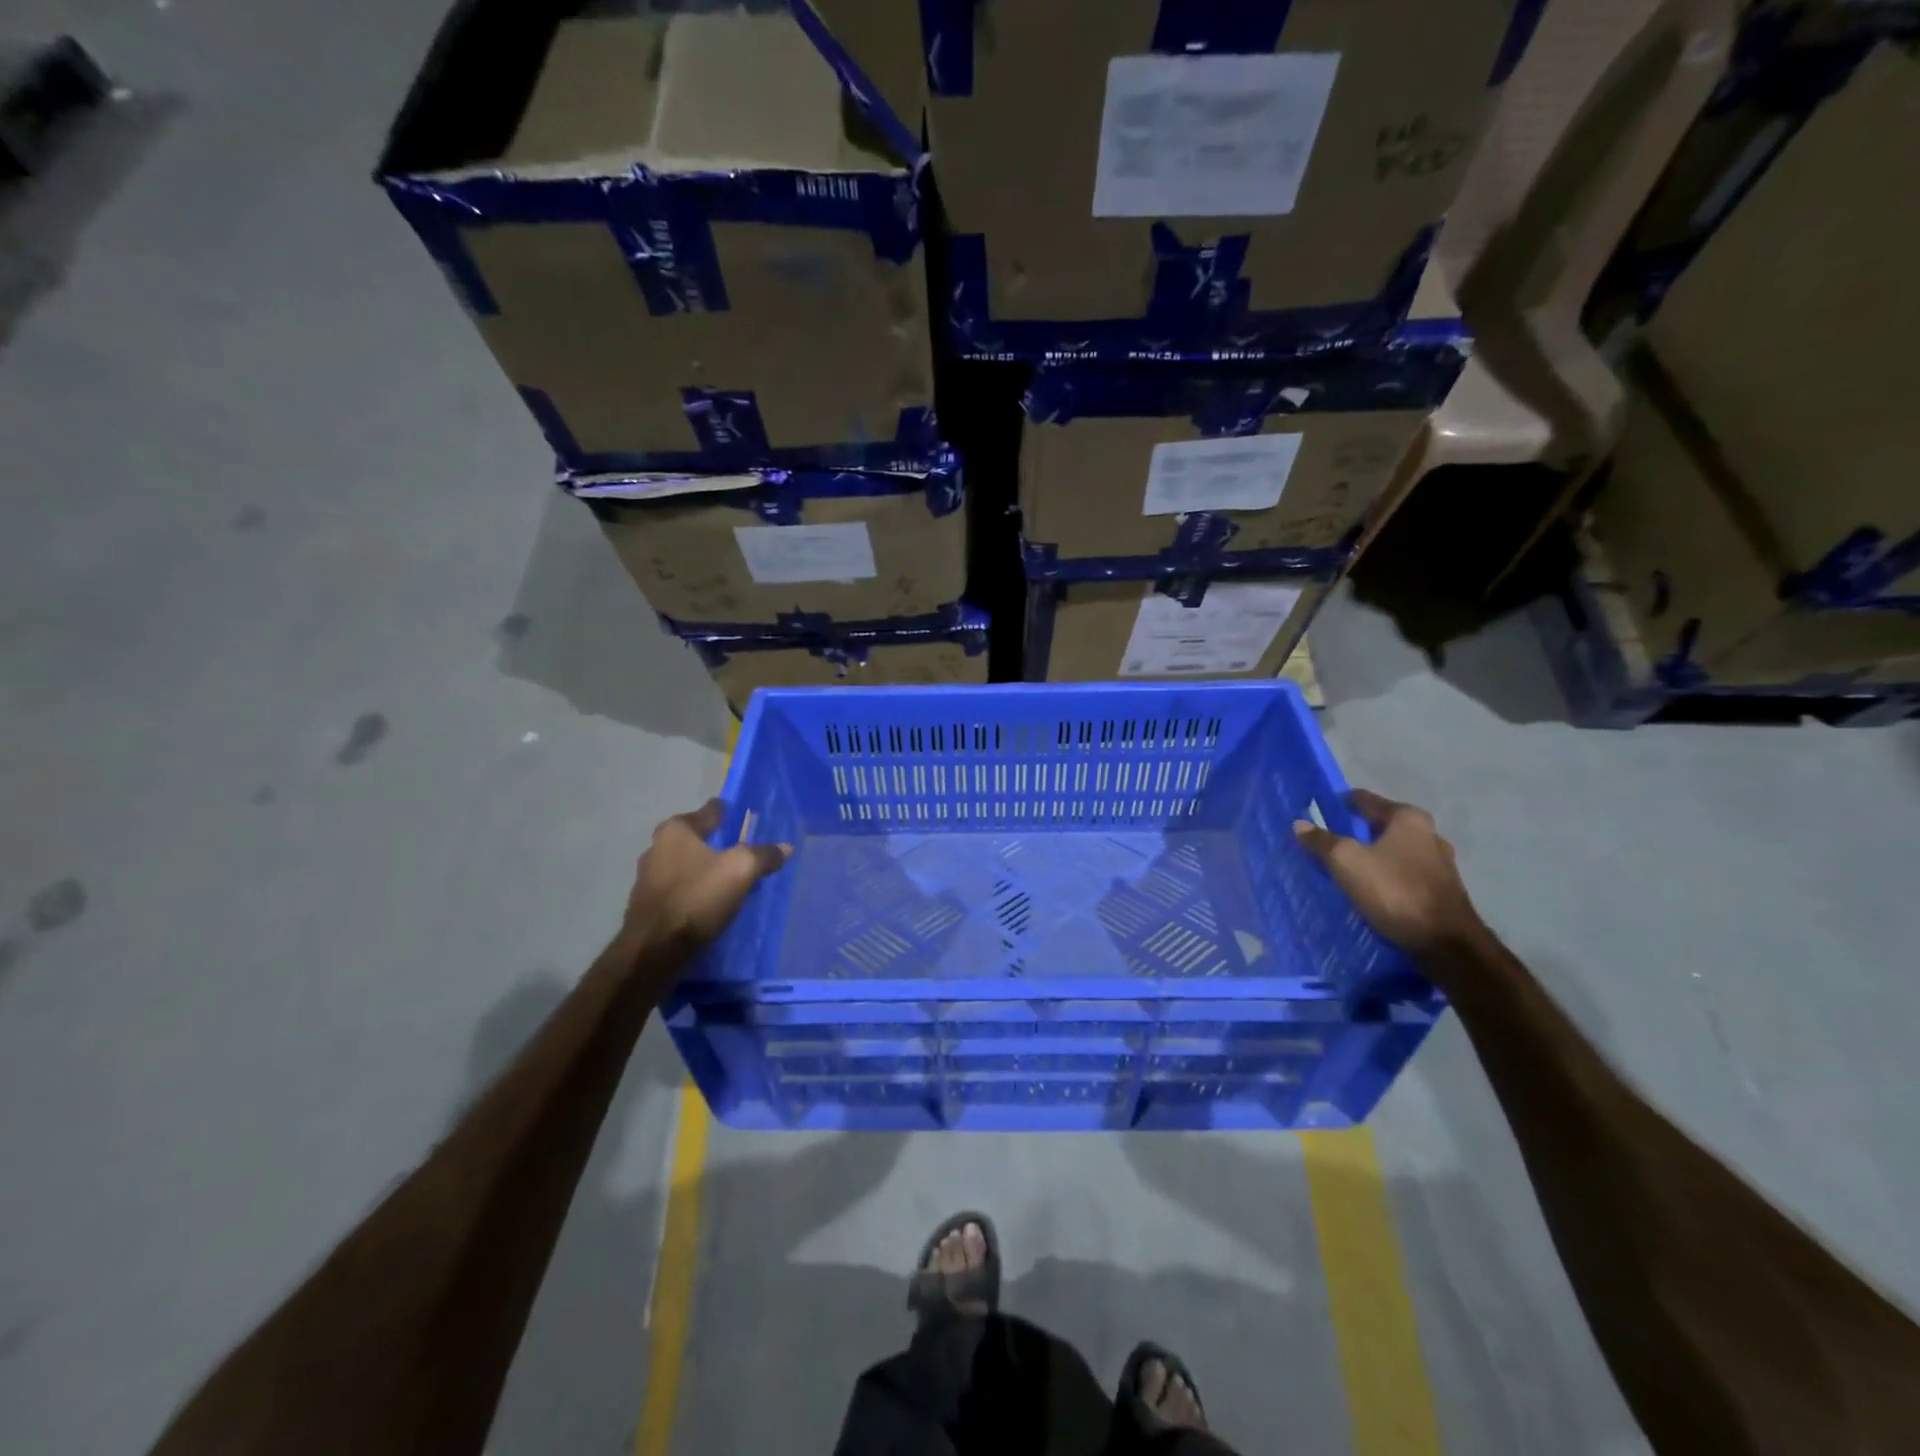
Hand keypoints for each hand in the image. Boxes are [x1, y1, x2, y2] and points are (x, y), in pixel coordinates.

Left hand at [617, 799, 790, 968]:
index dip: (726, 811)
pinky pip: (679, 888)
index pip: (708, 811)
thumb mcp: (741, 871)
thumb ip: (763, 855)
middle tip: (738, 846)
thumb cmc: (697, 897)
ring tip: (727, 876)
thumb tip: (785, 847)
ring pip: (684, 864)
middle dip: (714, 841)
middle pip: (694, 838)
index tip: (739, 812)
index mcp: (676, 830)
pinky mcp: (648, 905)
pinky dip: (694, 889)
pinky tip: (709, 900)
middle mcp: (656, 847)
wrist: (654, 949)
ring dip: (703, 867)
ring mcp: (648, 877)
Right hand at [1293, 789, 1481, 955]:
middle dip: (1354, 833)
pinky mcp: (1441, 892)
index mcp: (1408, 818)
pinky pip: (1402, 875)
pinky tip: (1368, 890)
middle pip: (1380, 827)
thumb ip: (1322, 841)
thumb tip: (1301, 824)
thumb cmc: (1395, 891)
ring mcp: (1439, 865)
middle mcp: (1429, 835)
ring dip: (1370, 857)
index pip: (1365, 800)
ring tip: (1343, 869)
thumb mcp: (1347, 862)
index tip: (1316, 811)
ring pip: (1392, 853)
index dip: (1339, 804)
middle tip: (1325, 842)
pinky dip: (1384, 878)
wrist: (1446, 944)